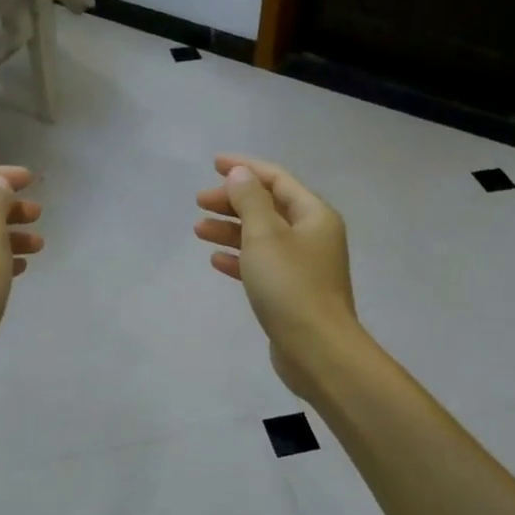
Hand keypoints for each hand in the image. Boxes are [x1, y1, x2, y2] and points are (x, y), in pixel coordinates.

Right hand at [194, 155, 360, 401]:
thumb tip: (240, 174)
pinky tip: (216, 260)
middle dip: (233, 201)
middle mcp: (313, 236)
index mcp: (314, 215)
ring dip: (231, 229)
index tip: (214, 164)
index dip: (246, 168)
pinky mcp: (292, 293)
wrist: (317, 350)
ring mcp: (303, 266)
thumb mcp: (264, 235)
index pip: (277, 179)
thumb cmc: (290, 286)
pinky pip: (262, 265)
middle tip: (200, 201)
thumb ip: (249, 200)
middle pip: (268, 207)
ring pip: (262, 237)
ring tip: (198, 230)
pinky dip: (240, 258)